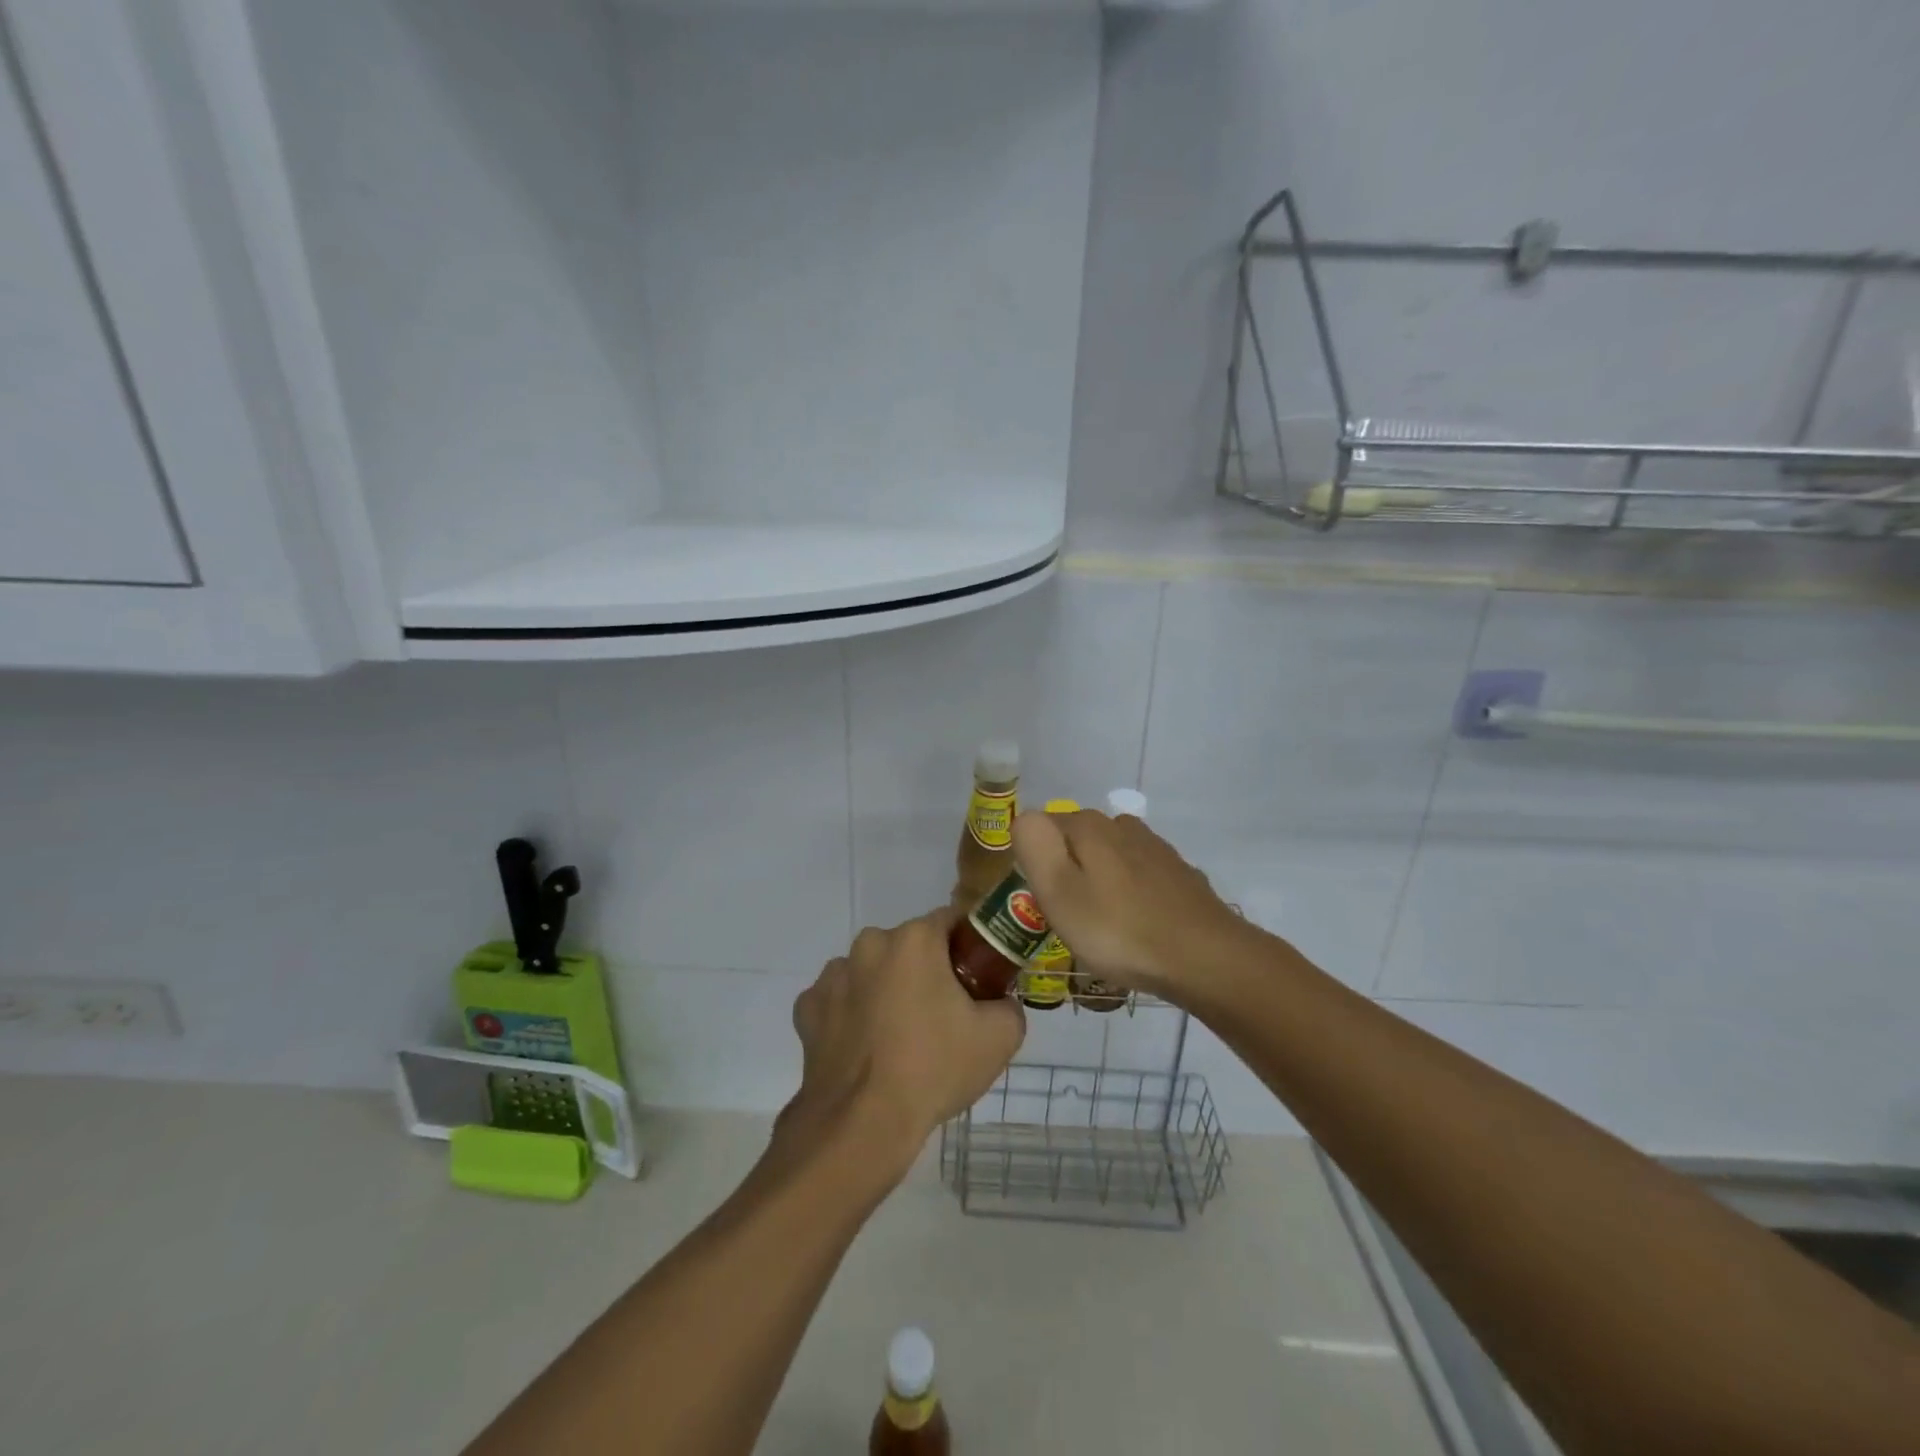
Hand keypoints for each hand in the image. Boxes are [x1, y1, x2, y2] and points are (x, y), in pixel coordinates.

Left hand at [782, 908, 1024, 1172]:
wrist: (862, 1126)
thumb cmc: (933, 1069)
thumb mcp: (1000, 1038)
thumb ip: (1009, 1006)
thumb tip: (1000, 1003)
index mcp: (914, 939)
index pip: (952, 921)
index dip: (970, 946)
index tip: (979, 978)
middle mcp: (870, 944)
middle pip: (910, 947)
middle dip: (927, 971)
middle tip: (944, 1014)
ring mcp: (833, 976)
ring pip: (872, 972)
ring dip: (886, 991)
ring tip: (900, 1038)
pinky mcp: (808, 1008)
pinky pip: (841, 1001)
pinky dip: (853, 1015)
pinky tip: (865, 1049)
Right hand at [1012, 809, 1249, 1002]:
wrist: (1205, 958)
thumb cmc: (1119, 929)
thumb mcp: (1058, 891)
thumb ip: (1034, 845)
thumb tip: (1024, 818)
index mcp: (1087, 825)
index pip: (1042, 828)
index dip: (1035, 863)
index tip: (1041, 900)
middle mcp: (1121, 825)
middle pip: (1076, 841)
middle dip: (1067, 871)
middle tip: (1068, 918)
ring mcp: (1154, 848)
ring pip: (1108, 858)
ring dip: (1099, 883)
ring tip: (1101, 925)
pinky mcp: (1178, 874)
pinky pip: (1138, 877)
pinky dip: (1129, 895)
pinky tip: (1135, 925)